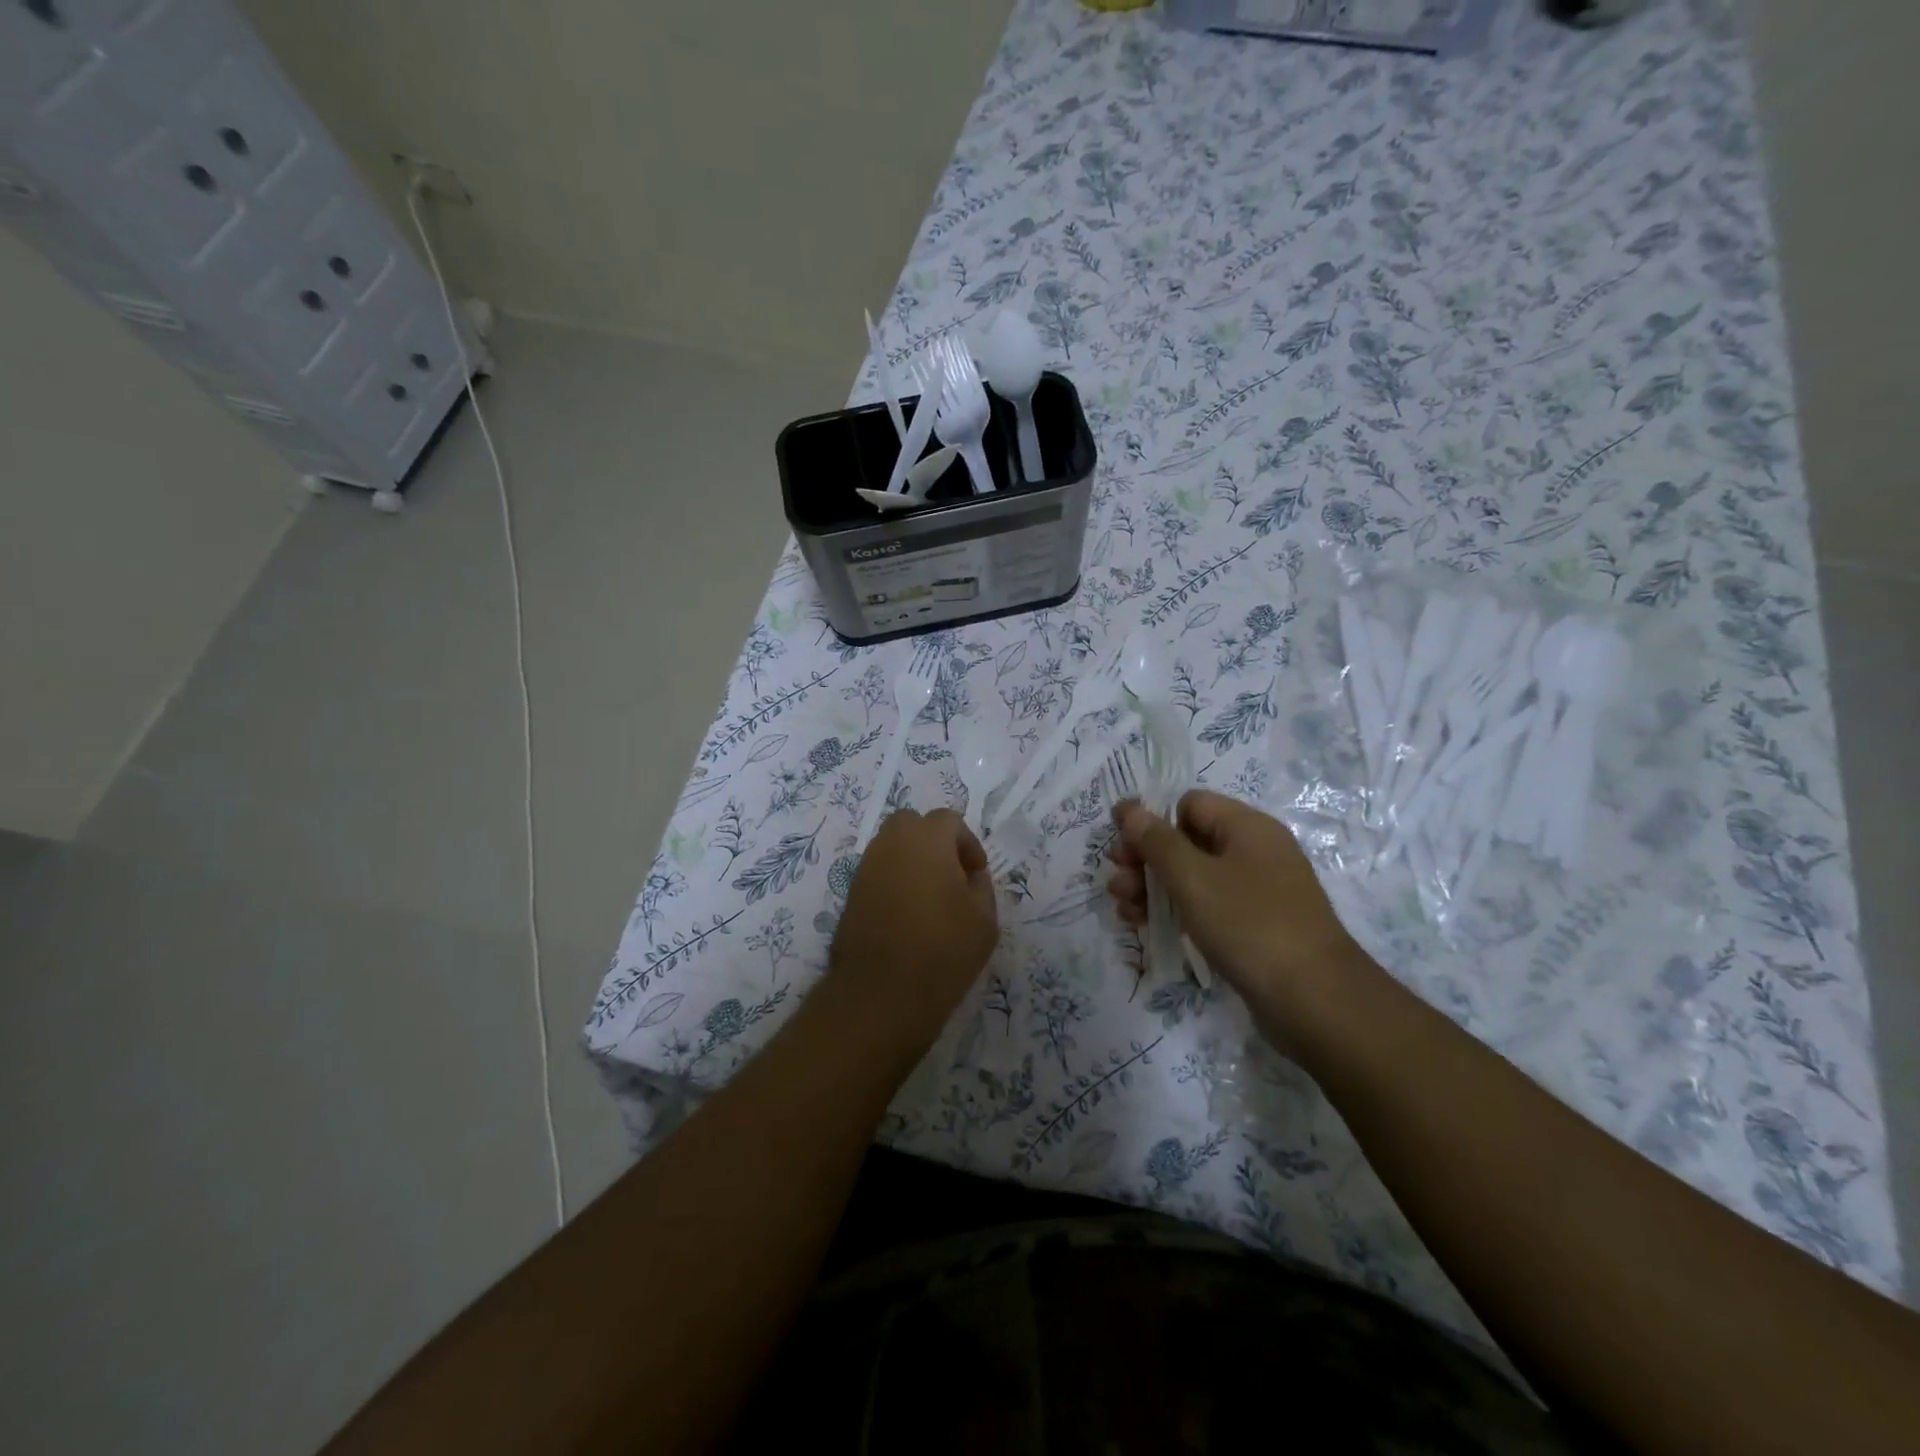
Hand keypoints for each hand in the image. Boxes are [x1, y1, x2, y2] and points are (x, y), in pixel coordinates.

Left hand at [828, 809, 999, 1049]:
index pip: (949, 821)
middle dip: (934, 842)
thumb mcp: (984, 921)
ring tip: (930, 898)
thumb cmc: (942, 951)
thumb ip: (981, 888)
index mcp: (926, 839)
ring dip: (912, 861)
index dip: (968, 844)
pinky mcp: (850, 893)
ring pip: (892, 847)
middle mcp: (891, 843)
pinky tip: (907, 915)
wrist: (881, 994)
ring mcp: (866, 867)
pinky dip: (894, 881)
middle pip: (913, 825)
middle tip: (951, 876)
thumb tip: (970, 877)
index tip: (976, 874)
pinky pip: (878, 872)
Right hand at [1107, 790, 1370, 1041]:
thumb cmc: (1249, 925)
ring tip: (1123, 909)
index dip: (1153, 821)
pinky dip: (1176, 911)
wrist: (1315, 1000)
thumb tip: (1128, 808)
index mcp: (1247, 827)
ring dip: (1154, 888)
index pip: (1189, 804)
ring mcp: (1256, 891)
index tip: (1122, 848)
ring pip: (1193, 877)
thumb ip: (1156, 841)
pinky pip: (1207, 906)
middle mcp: (1254, 852)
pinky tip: (1145, 927)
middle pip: (1187, 841)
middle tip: (1117, 883)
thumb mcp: (1193, 878)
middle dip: (1146, 860)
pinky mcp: (1253, 927)